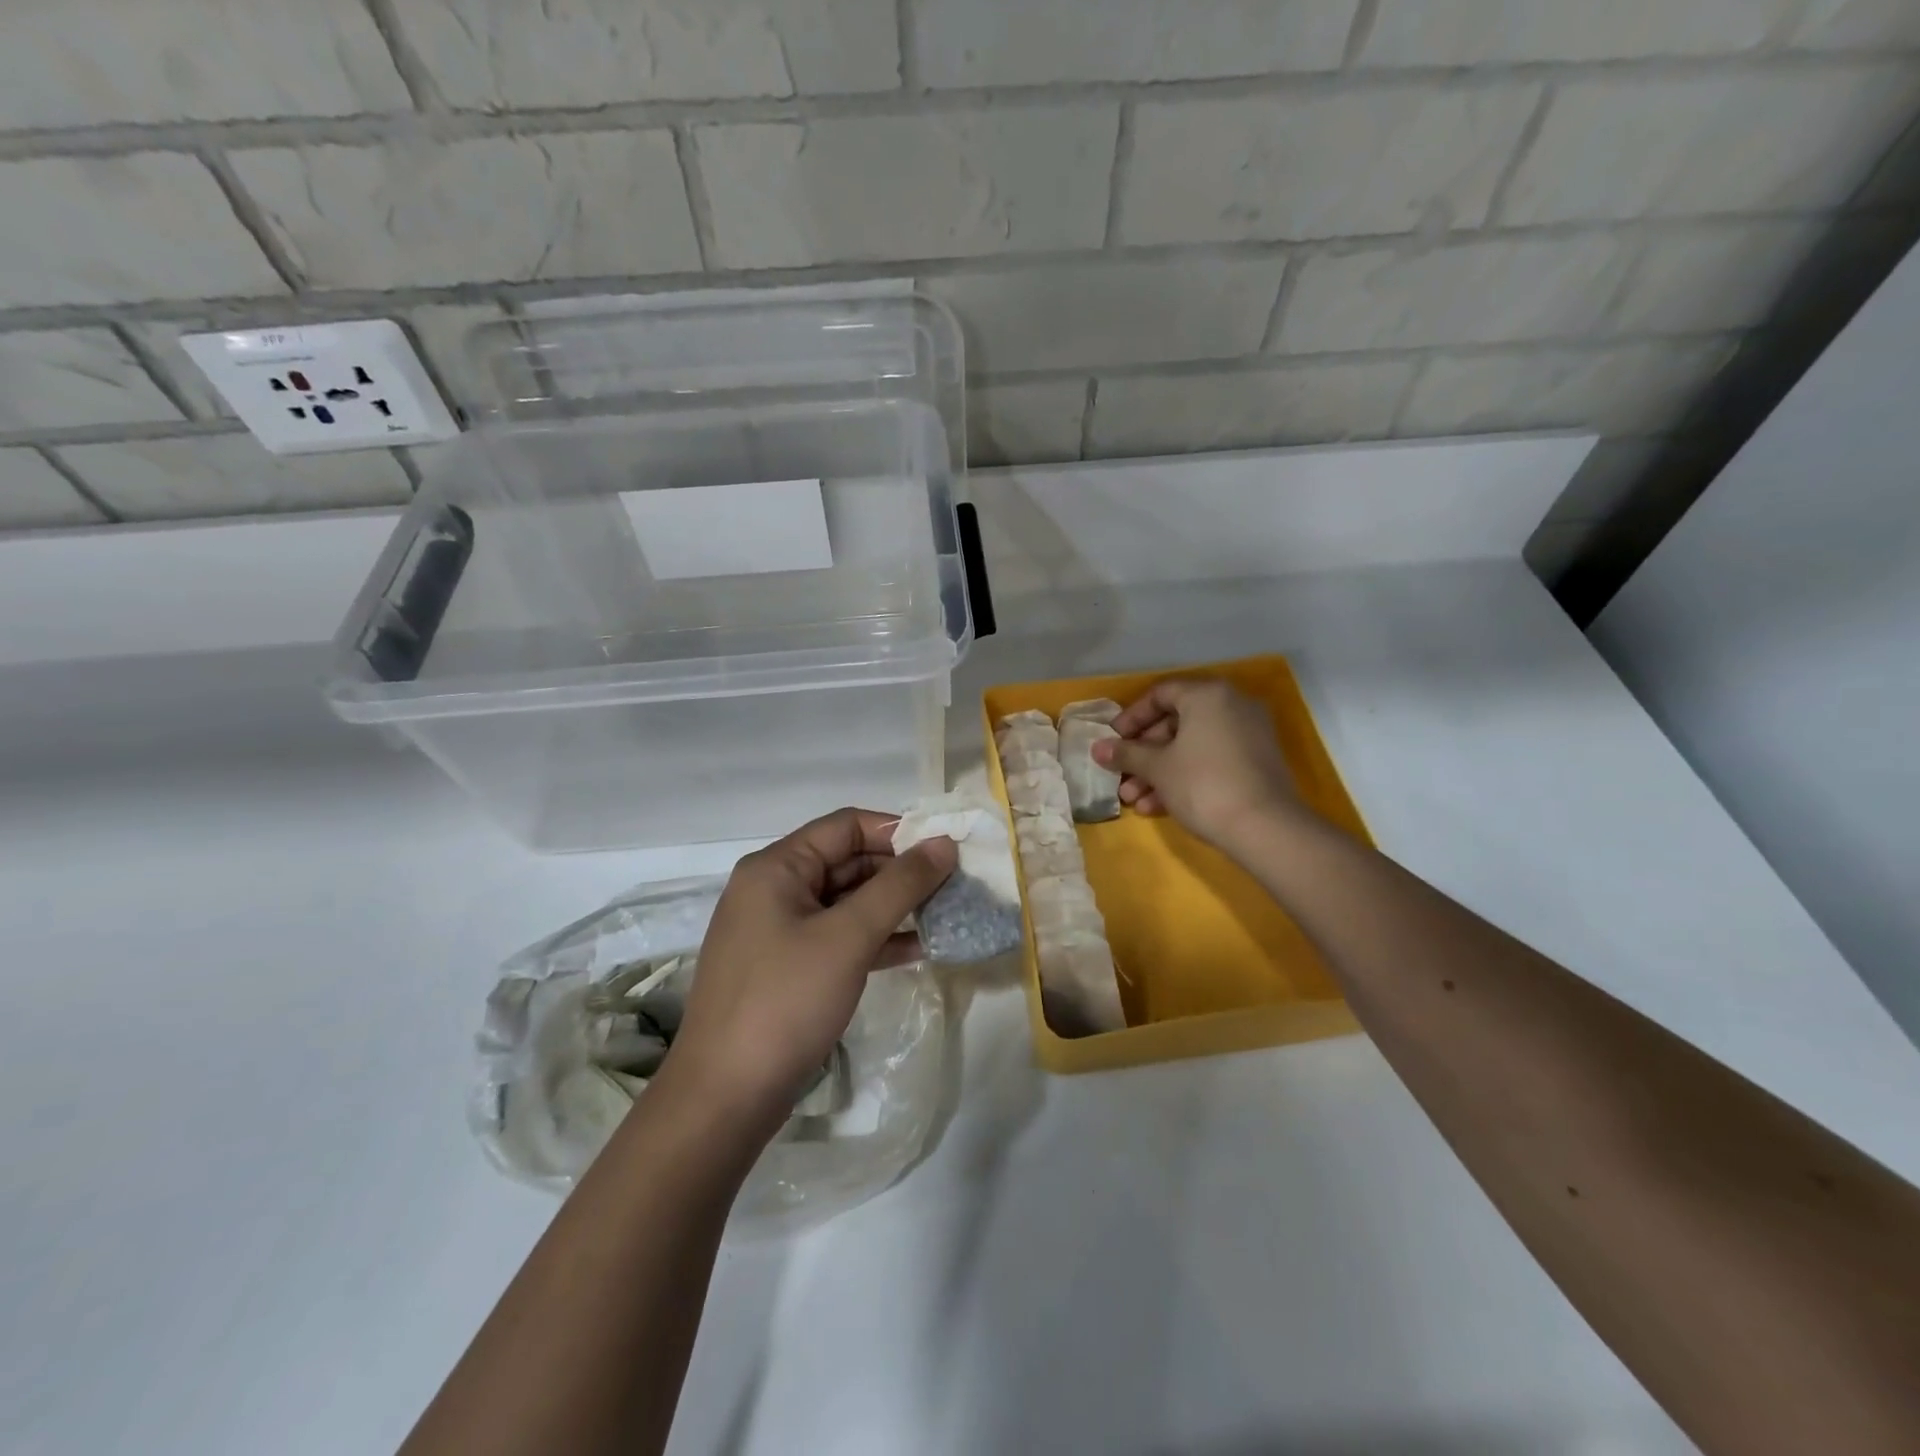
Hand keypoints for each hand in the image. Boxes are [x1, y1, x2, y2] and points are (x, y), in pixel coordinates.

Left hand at [663, 808, 956, 1131]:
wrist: (724, 1099)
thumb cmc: (785, 1002)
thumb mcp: (848, 937)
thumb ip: (900, 885)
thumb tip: (944, 844)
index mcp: (776, 867)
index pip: (846, 826)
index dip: (898, 832)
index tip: (945, 850)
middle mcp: (773, 889)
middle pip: (847, 861)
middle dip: (900, 872)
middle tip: (953, 886)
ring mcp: (778, 931)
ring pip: (846, 902)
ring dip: (893, 906)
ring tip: (945, 914)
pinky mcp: (787, 968)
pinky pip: (838, 937)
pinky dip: (875, 938)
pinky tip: (916, 948)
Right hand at [1092, 678, 1302, 849]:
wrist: (1265, 828)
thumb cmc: (1203, 784)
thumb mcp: (1157, 768)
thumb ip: (1126, 753)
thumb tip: (1097, 748)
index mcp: (1208, 695)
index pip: (1160, 694)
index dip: (1131, 718)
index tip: (1112, 741)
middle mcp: (1232, 706)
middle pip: (1175, 723)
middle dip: (1143, 754)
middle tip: (1121, 776)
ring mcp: (1248, 734)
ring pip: (1192, 746)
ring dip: (1159, 772)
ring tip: (1134, 800)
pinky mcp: (1256, 763)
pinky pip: (1211, 760)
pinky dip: (1185, 777)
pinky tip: (1158, 807)